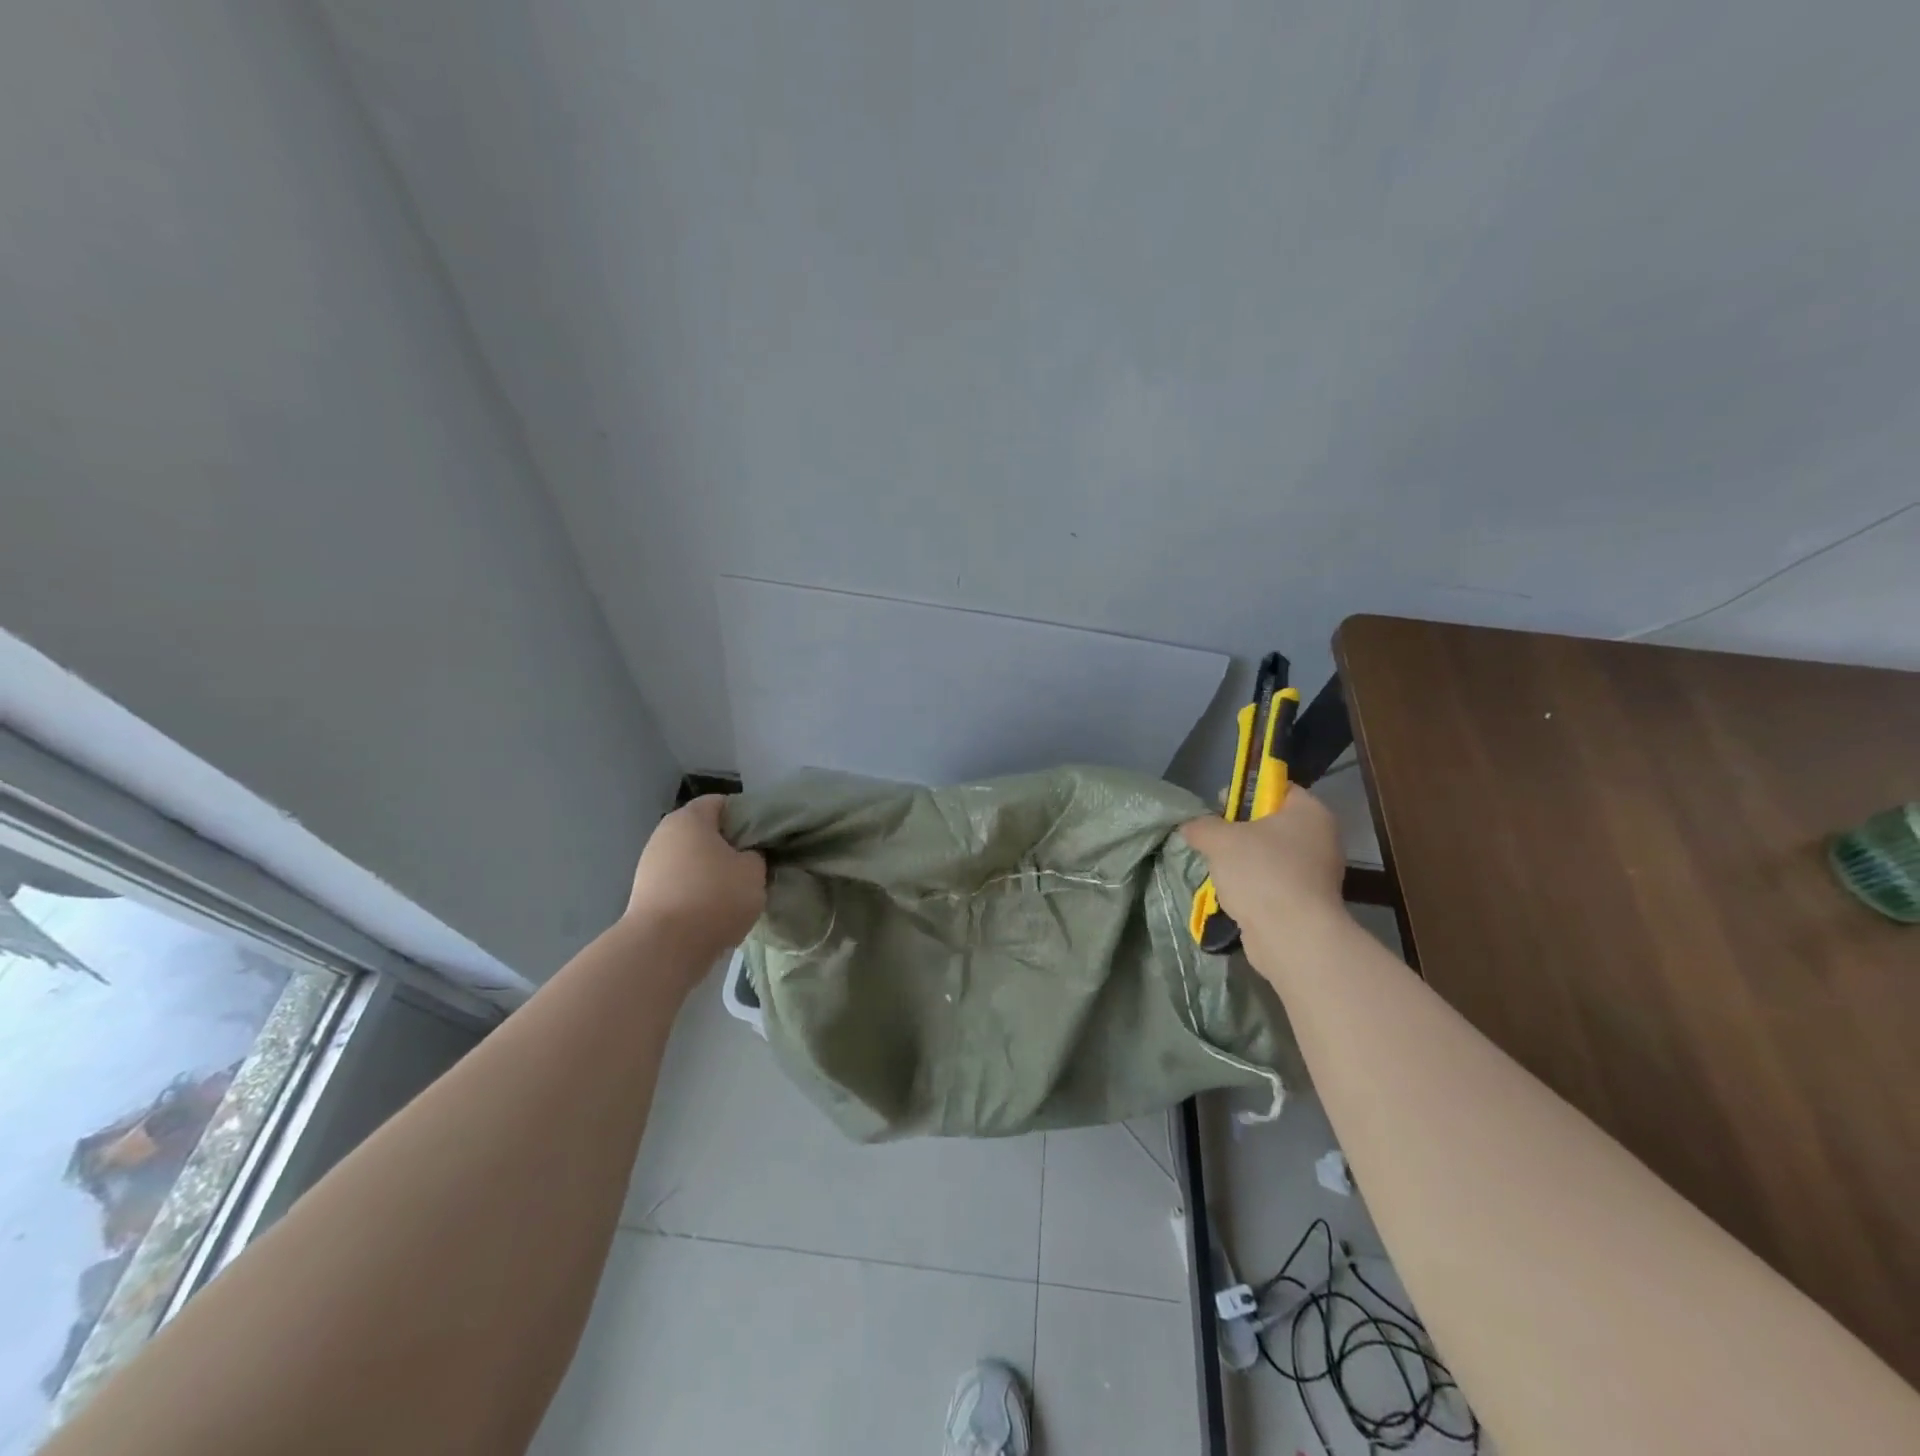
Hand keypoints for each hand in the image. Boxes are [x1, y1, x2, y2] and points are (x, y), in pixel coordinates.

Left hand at [624, 796, 766, 960]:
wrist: (663, 948)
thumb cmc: (714, 897)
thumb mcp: (754, 871)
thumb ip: (756, 855)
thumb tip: (747, 856)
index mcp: (690, 818)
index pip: (722, 802)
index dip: (747, 815)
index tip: (765, 836)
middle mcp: (664, 834)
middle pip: (704, 831)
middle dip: (729, 846)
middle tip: (755, 864)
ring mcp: (650, 865)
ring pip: (692, 859)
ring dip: (713, 871)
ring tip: (737, 891)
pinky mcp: (646, 894)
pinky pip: (681, 884)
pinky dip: (697, 892)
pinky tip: (715, 910)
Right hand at [1180, 786, 1347, 957]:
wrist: (1292, 937)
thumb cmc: (1261, 873)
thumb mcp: (1219, 839)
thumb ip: (1202, 826)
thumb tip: (1190, 827)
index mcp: (1309, 812)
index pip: (1277, 788)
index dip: (1245, 792)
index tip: (1218, 806)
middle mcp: (1320, 838)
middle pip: (1271, 822)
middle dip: (1239, 830)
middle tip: (1212, 838)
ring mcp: (1317, 873)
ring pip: (1270, 855)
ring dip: (1243, 860)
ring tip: (1217, 869)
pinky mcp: (1307, 901)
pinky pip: (1274, 882)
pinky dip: (1253, 886)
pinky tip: (1232, 893)